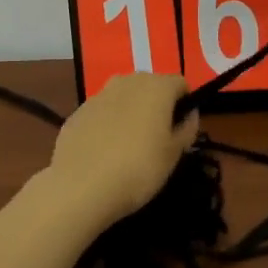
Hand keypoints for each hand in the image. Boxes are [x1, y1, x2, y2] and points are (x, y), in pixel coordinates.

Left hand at [48, 72, 198, 225]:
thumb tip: (190, 114)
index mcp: (157, 87)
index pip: (181, 83)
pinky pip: (102, 112)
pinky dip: (108, 124)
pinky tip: (105, 152)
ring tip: (130, 145)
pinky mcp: (77, 112)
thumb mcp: (174, 154)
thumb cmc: (138, 168)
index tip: (183, 129)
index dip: (185, 104)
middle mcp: (128, 81)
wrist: (80, 186)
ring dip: (132, 112)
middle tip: (159, 137)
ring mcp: (99, 95)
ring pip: (124, 97)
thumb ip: (187, 128)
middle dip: (158, 105)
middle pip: (151, 86)